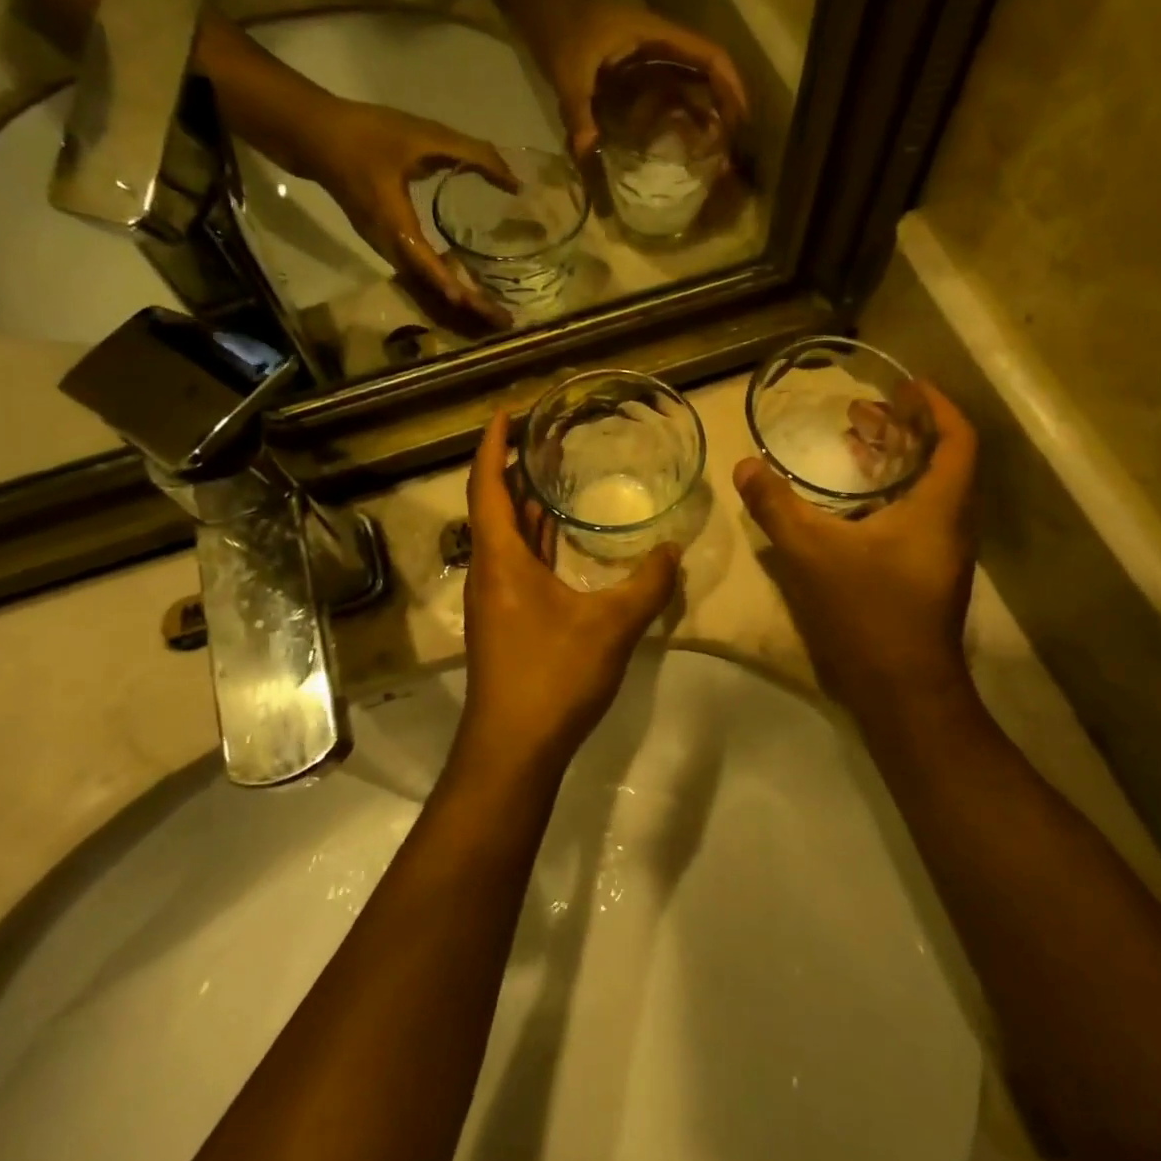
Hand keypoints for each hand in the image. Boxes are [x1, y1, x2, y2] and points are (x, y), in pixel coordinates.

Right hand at [307, 100, 523, 328]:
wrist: (312, 135)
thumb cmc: (368, 133)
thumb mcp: (424, 135)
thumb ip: (473, 154)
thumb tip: (514, 181)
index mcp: (395, 223)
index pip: (428, 265)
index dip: (455, 287)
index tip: (482, 306)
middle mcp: (389, 244)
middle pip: (431, 286)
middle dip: (466, 305)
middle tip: (502, 319)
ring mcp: (384, 246)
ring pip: (424, 283)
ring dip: (457, 298)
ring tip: (491, 309)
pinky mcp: (385, 242)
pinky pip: (418, 272)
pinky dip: (443, 282)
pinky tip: (466, 281)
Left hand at [456, 409, 680, 782]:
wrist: (514, 748)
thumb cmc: (552, 676)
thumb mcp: (611, 626)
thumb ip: (647, 585)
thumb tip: (673, 550)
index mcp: (500, 559)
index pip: (487, 485)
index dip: (494, 445)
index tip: (508, 412)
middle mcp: (489, 571)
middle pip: (494, 505)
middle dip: (514, 469)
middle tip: (547, 438)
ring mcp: (494, 599)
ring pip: (506, 538)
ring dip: (525, 506)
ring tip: (555, 475)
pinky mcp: (506, 621)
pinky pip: (518, 563)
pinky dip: (535, 541)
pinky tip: (562, 540)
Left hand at [531, 0, 748, 161]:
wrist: (547, 12)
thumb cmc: (562, 32)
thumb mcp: (568, 73)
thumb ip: (578, 110)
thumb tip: (587, 151)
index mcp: (656, 36)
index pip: (708, 54)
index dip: (729, 83)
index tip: (740, 117)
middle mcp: (663, 46)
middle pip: (709, 71)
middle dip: (726, 104)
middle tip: (733, 145)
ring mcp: (654, 59)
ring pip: (694, 83)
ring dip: (709, 111)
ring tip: (718, 149)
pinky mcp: (643, 74)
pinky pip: (674, 93)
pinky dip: (686, 114)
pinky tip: (689, 142)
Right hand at [733, 380, 979, 721]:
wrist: (901, 689)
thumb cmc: (867, 611)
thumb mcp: (811, 552)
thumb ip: (776, 506)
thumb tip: (745, 465)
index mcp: (939, 508)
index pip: (957, 440)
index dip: (936, 407)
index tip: (906, 386)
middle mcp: (950, 525)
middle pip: (940, 461)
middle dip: (904, 430)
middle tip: (863, 412)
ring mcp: (940, 554)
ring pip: (926, 492)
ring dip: (893, 463)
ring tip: (853, 446)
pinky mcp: (924, 576)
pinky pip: (914, 517)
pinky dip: (887, 496)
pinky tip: (850, 505)